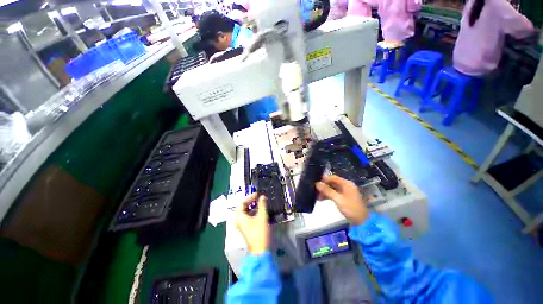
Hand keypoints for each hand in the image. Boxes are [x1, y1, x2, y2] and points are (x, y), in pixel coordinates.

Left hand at [235, 193, 269, 254]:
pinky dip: (253, 213)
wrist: (260, 250)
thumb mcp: (262, 216)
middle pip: (243, 207)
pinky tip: (260, 211)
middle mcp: (238, 220)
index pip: (242, 202)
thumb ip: (262, 204)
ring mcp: (241, 225)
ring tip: (261, 203)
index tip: (258, 194)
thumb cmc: (260, 232)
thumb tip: (262, 196)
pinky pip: (248, 217)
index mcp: (239, 216)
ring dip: (253, 207)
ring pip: (246, 212)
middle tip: (259, 198)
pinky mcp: (245, 228)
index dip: (250, 197)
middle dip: (251, 201)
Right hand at [315, 175, 368, 224]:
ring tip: (316, 196)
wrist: (362, 222)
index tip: (316, 183)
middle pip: (332, 183)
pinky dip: (328, 196)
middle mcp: (346, 186)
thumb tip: (317, 183)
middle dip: (324, 186)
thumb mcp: (338, 199)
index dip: (324, 179)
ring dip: (325, 191)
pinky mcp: (343, 198)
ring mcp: (345, 192)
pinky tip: (321, 199)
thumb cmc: (351, 208)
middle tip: (315, 190)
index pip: (333, 177)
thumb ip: (327, 190)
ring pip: (332, 189)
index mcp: (346, 184)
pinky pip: (334, 194)